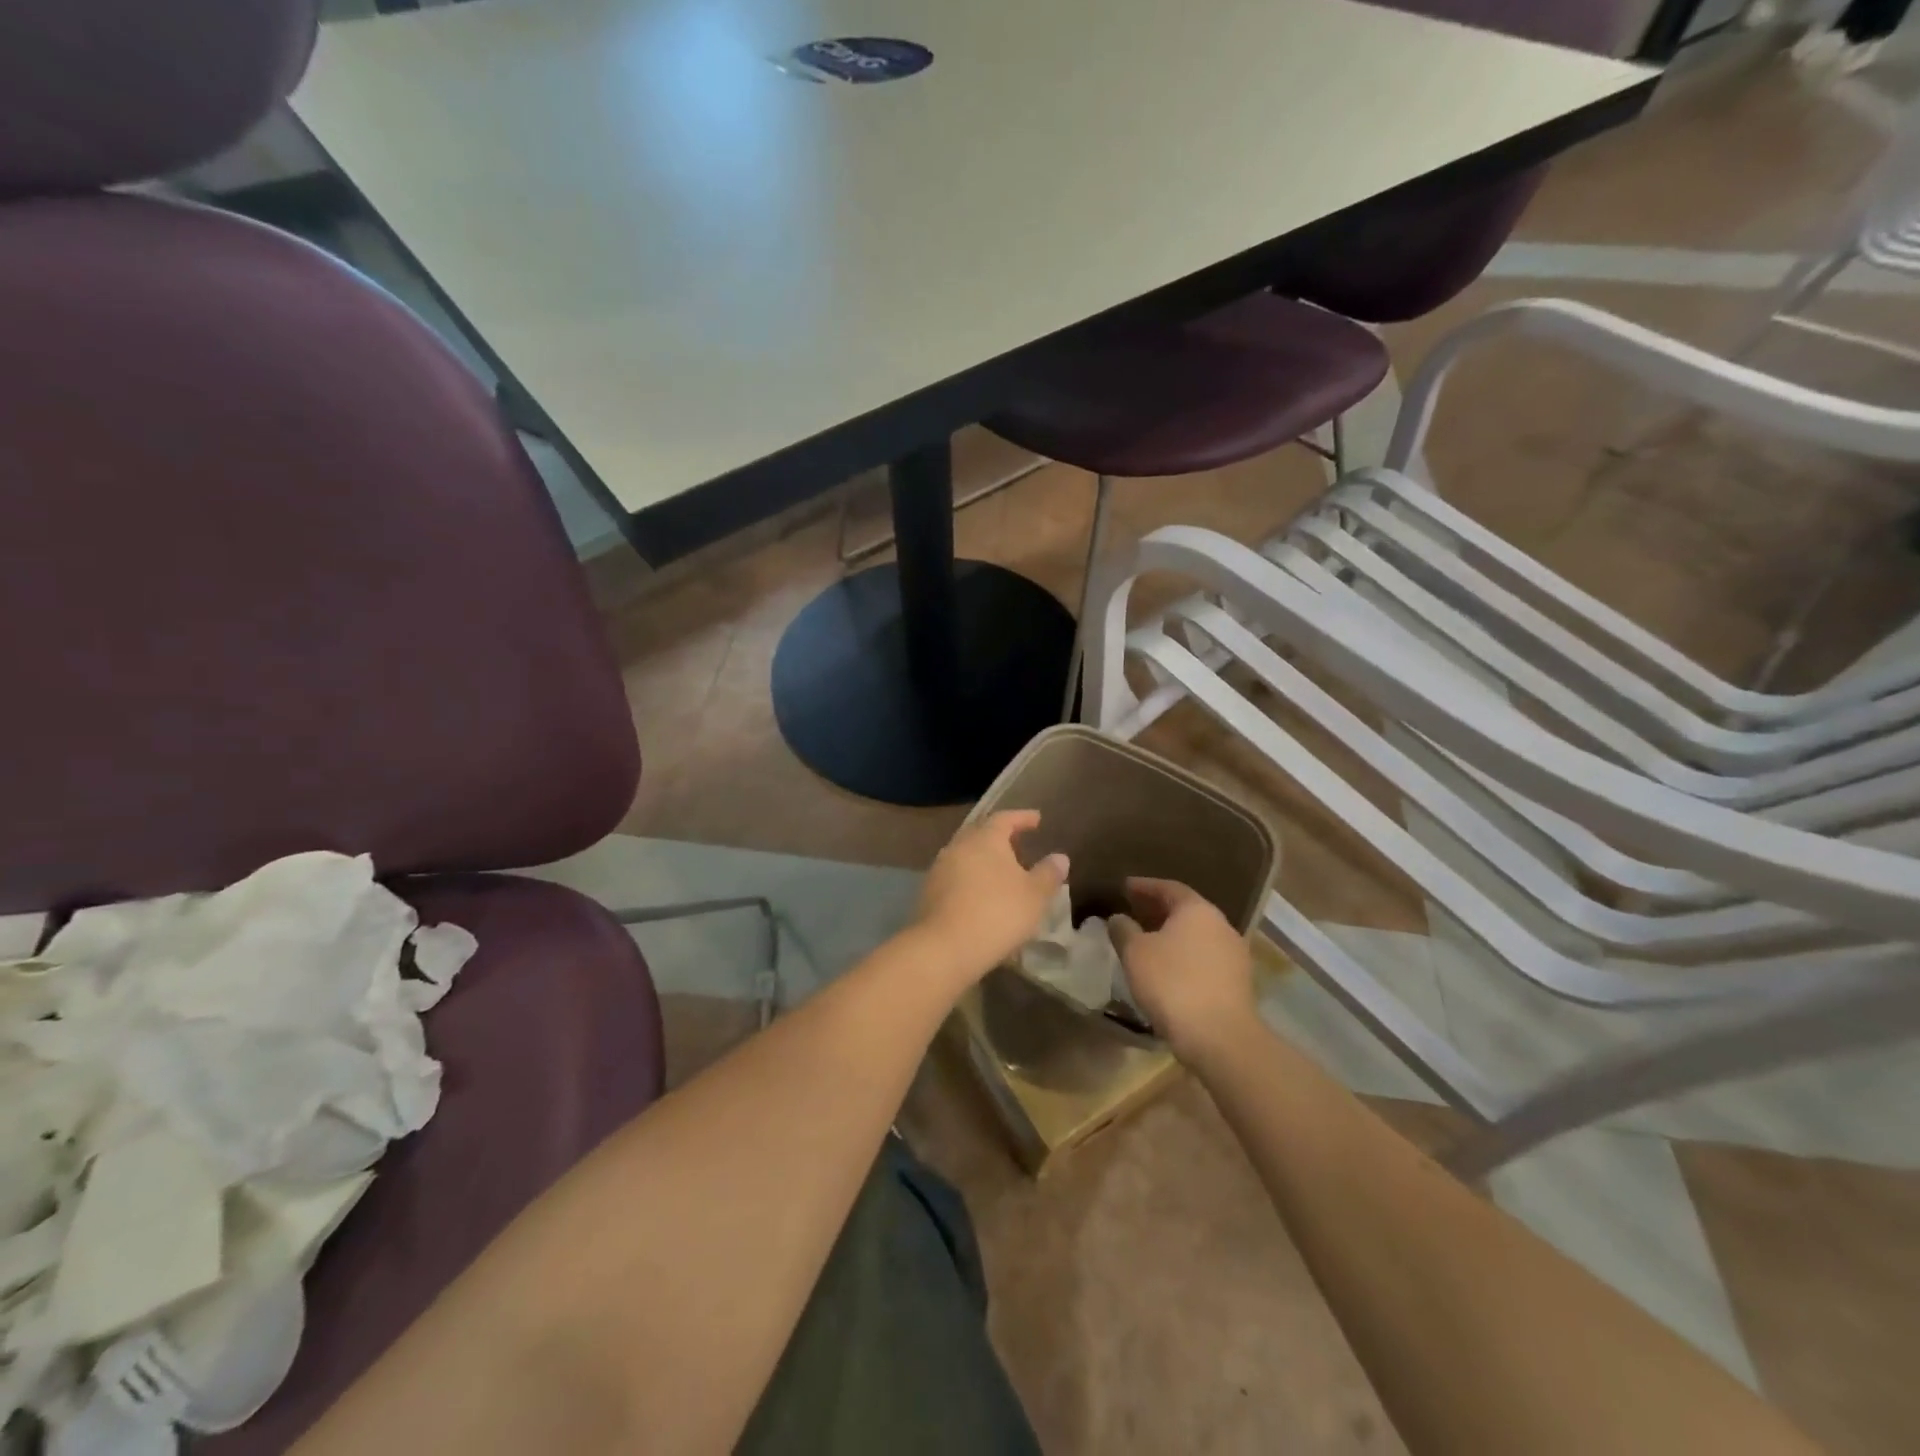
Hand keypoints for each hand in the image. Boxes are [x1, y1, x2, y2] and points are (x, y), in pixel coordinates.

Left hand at [911, 811, 1068, 990]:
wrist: (944, 948)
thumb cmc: (997, 913)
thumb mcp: (1035, 895)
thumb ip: (1048, 873)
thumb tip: (1060, 857)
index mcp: (985, 839)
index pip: (1005, 818)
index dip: (1022, 817)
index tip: (1037, 819)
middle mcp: (959, 846)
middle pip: (981, 833)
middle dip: (1000, 836)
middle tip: (1018, 843)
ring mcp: (940, 868)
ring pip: (966, 854)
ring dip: (984, 858)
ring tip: (1001, 871)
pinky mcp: (930, 892)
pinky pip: (955, 876)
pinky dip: (971, 878)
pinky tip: (981, 893)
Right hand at [1109, 878, 1255, 1061]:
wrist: (1220, 1037)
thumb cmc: (1172, 984)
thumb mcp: (1135, 953)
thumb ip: (1123, 929)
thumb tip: (1118, 918)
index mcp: (1197, 909)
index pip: (1168, 887)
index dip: (1144, 886)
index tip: (1124, 887)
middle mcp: (1220, 924)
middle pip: (1185, 910)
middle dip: (1157, 909)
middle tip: (1133, 911)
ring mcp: (1234, 953)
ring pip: (1197, 935)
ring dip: (1172, 934)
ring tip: (1147, 942)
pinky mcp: (1237, 981)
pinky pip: (1205, 957)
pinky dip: (1184, 955)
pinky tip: (1167, 969)